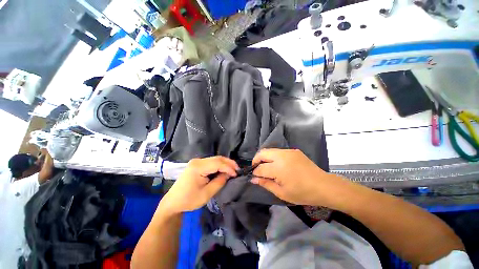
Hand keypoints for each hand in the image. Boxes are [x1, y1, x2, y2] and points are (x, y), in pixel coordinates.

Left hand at [160, 156, 238, 214]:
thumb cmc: (189, 200)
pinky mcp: (197, 164)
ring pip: (215, 159)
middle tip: (238, 169)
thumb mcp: (207, 194)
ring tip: (233, 169)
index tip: (236, 174)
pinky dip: (219, 165)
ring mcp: (197, 161)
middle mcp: (197, 161)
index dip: (228, 168)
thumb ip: (219, 182)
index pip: (218, 163)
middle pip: (217, 158)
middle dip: (229, 163)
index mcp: (198, 167)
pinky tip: (224, 169)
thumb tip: (229, 174)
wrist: (173, 202)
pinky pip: (211, 162)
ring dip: (225, 163)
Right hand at [251, 149, 343, 205]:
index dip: (255, 172)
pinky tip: (277, 164)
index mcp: (279, 169)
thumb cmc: (302, 193)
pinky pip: (278, 151)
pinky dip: (273, 156)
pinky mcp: (293, 150)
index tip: (253, 176)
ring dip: (264, 157)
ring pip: (269, 150)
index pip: (260, 168)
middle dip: (256, 160)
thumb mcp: (282, 193)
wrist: (323, 186)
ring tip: (266, 167)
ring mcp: (288, 151)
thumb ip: (266, 184)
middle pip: (262, 153)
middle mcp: (282, 156)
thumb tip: (253, 179)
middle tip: (256, 169)